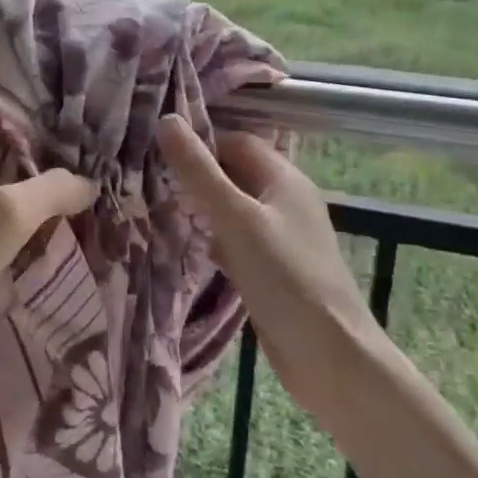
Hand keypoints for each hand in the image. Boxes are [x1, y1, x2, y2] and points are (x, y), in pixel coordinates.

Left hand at [0, 124, 96, 377]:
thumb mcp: (13, 212)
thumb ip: (54, 189)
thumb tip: (89, 182)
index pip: (14, 125)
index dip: (47, 135)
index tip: (84, 150)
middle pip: (13, 162)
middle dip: (47, 174)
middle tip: (90, 187)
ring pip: (5, 196)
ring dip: (35, 207)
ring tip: (78, 217)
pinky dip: (16, 233)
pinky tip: (42, 247)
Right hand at [155, 114, 379, 391]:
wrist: (330, 357)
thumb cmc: (285, 277)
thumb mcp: (236, 218)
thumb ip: (199, 171)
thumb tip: (166, 119)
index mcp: (284, 179)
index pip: (236, 141)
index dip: (200, 141)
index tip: (157, 149)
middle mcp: (284, 201)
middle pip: (234, 173)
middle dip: (196, 175)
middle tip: (147, 177)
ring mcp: (280, 237)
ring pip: (232, 209)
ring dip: (200, 208)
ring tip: (155, 206)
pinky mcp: (272, 269)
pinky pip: (236, 241)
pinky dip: (212, 239)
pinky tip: (183, 247)